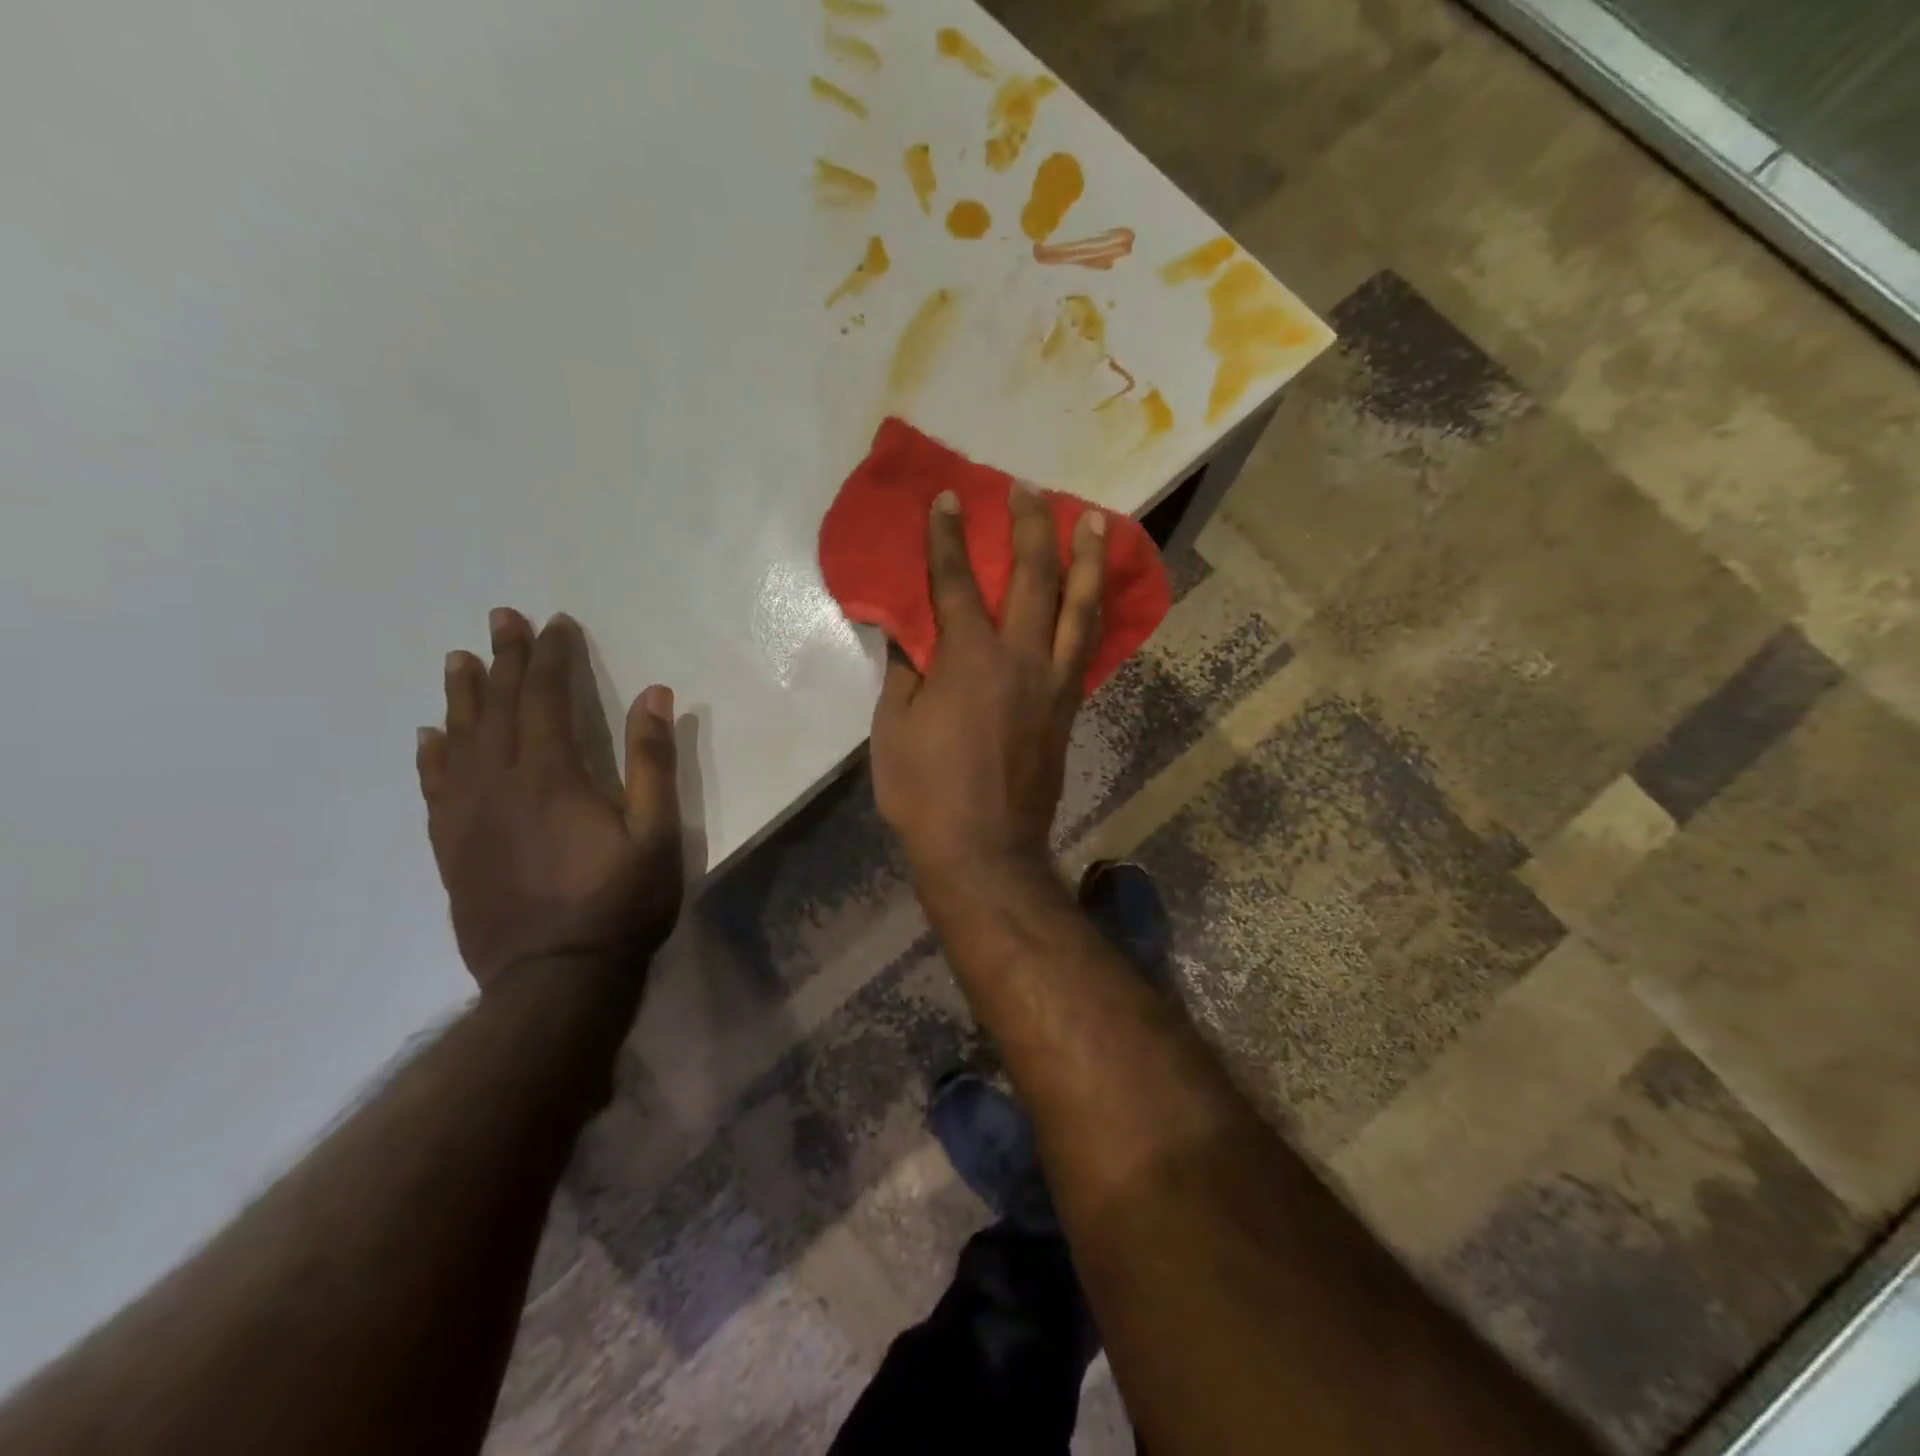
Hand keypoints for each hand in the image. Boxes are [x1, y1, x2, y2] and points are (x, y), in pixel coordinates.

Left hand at [417, 608, 682, 992]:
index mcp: (552, 775)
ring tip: (458, 660)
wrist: (556, 979)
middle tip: (500, 618)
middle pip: (497, 708)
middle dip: (502, 659)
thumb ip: (652, 761)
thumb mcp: (656, 831)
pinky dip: (432, 756)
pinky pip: (435, 788)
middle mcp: (500, 783)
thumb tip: (655, 694)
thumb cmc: (619, 902)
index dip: (550, 657)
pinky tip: (430, 738)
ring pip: (459, 740)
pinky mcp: (453, 847)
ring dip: (462, 696)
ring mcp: (468, 816)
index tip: (555, 623)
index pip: (546, 697)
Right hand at [870, 482, 1105, 889]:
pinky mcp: (1068, 707)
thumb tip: (909, 635)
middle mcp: (1019, 657)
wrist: (984, 849)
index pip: (954, 582)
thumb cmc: (926, 792)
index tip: (949, 498)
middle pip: (1032, 576)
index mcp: (968, 658)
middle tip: (1029, 488)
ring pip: (1078, 607)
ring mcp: (1053, 682)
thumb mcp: (894, 729)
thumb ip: (906, 672)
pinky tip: (1092, 597)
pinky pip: (1085, 647)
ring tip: (1093, 521)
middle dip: (1030, 525)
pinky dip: (1091, 613)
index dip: (948, 537)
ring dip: (1085, 558)